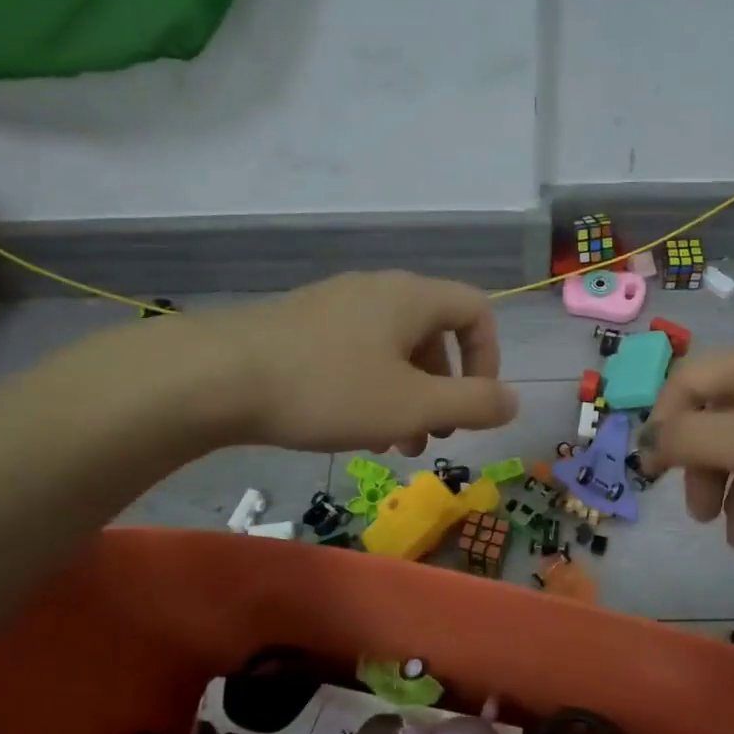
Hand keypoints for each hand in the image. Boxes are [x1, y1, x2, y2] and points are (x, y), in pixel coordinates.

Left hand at [177, 272, 519, 454]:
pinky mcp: (302, 326)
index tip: (473, 406)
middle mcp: (377, 290)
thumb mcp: (413, 405)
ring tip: (392, 444)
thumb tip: (515, 400)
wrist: (218, 377)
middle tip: (431, 435)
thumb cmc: (329, 389)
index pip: (477, 311)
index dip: (489, 359)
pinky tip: (349, 426)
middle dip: (443, 390)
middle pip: (434, 334)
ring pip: (392, 350)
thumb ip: (474, 404)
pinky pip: (356, 353)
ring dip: (406, 396)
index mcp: (412, 298)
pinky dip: (369, 388)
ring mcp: (335, 305)